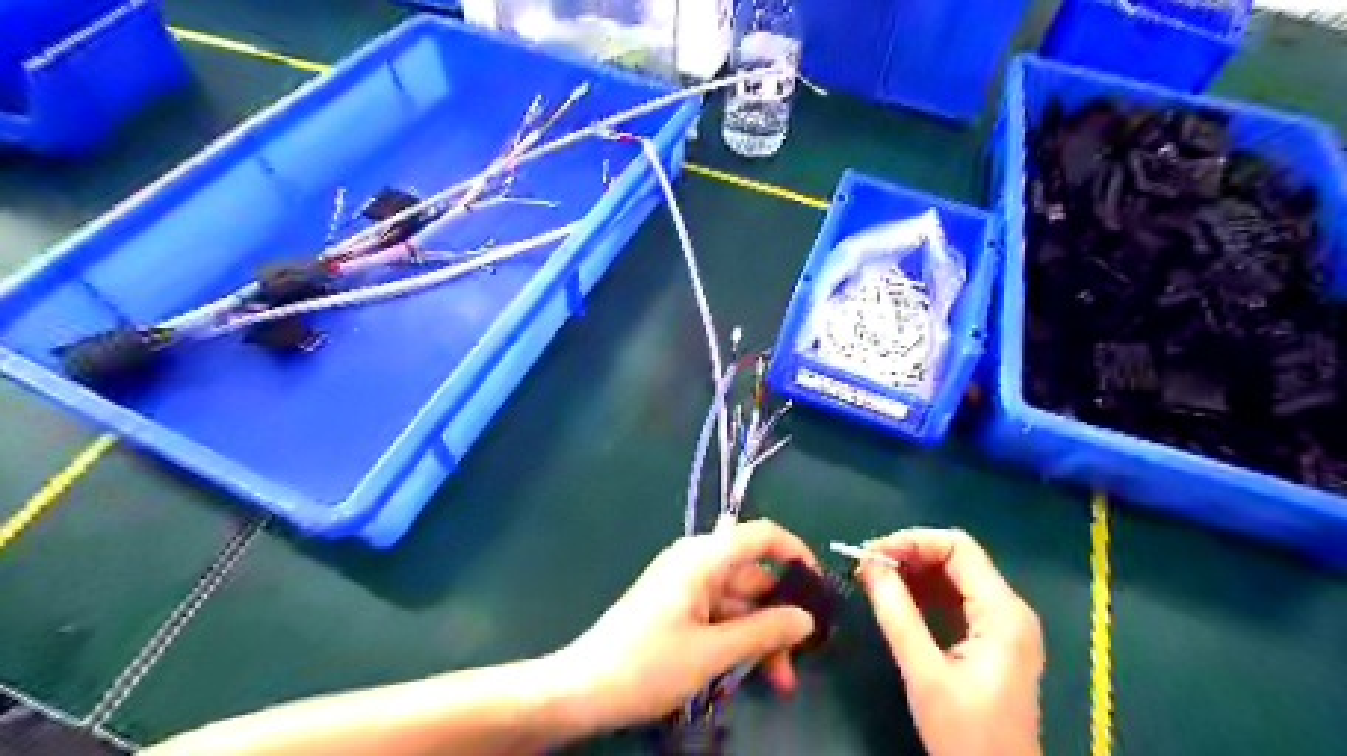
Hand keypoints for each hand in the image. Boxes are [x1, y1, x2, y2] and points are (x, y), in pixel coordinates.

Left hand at [552, 519, 815, 731]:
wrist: (582, 689)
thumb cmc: (648, 664)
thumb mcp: (712, 652)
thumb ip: (764, 632)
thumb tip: (806, 619)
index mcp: (702, 558)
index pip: (760, 535)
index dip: (795, 553)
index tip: (818, 588)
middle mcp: (695, 563)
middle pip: (752, 577)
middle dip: (778, 617)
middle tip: (797, 662)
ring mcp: (684, 586)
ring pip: (737, 602)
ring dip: (759, 636)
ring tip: (777, 683)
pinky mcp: (676, 608)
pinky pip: (717, 614)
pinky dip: (736, 639)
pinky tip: (745, 673)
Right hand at [857, 528, 1046, 755]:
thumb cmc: (967, 735)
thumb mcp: (925, 673)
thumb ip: (897, 614)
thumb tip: (868, 563)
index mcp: (1003, 612)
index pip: (958, 548)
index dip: (911, 541)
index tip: (870, 554)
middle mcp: (1009, 609)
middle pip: (957, 557)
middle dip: (909, 554)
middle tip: (865, 566)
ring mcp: (1003, 624)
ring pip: (954, 576)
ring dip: (913, 571)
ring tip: (873, 579)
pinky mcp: (992, 639)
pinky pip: (956, 598)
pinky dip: (923, 591)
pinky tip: (895, 598)